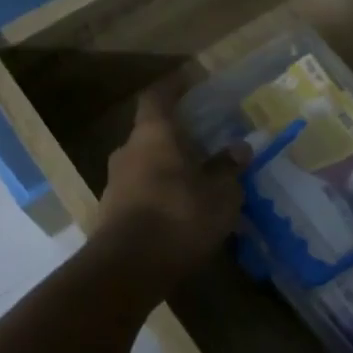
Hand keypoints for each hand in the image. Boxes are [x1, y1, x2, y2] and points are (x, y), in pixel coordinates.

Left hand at [95, 90, 247, 283]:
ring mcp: (115, 183)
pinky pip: (141, 191)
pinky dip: (160, 193)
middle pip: (151, 132)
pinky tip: (181, 210)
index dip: (174, 87)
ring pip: (146, 164)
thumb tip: (240, 148)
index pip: (158, 96)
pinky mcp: (112, 213)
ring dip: (168, 167)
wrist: (127, 269)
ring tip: (197, 179)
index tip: (191, 83)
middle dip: (177, 135)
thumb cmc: (179, 216)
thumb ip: (229, 168)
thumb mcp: (220, 193)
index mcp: (153, 135)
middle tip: (205, 141)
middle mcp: (128, 151)